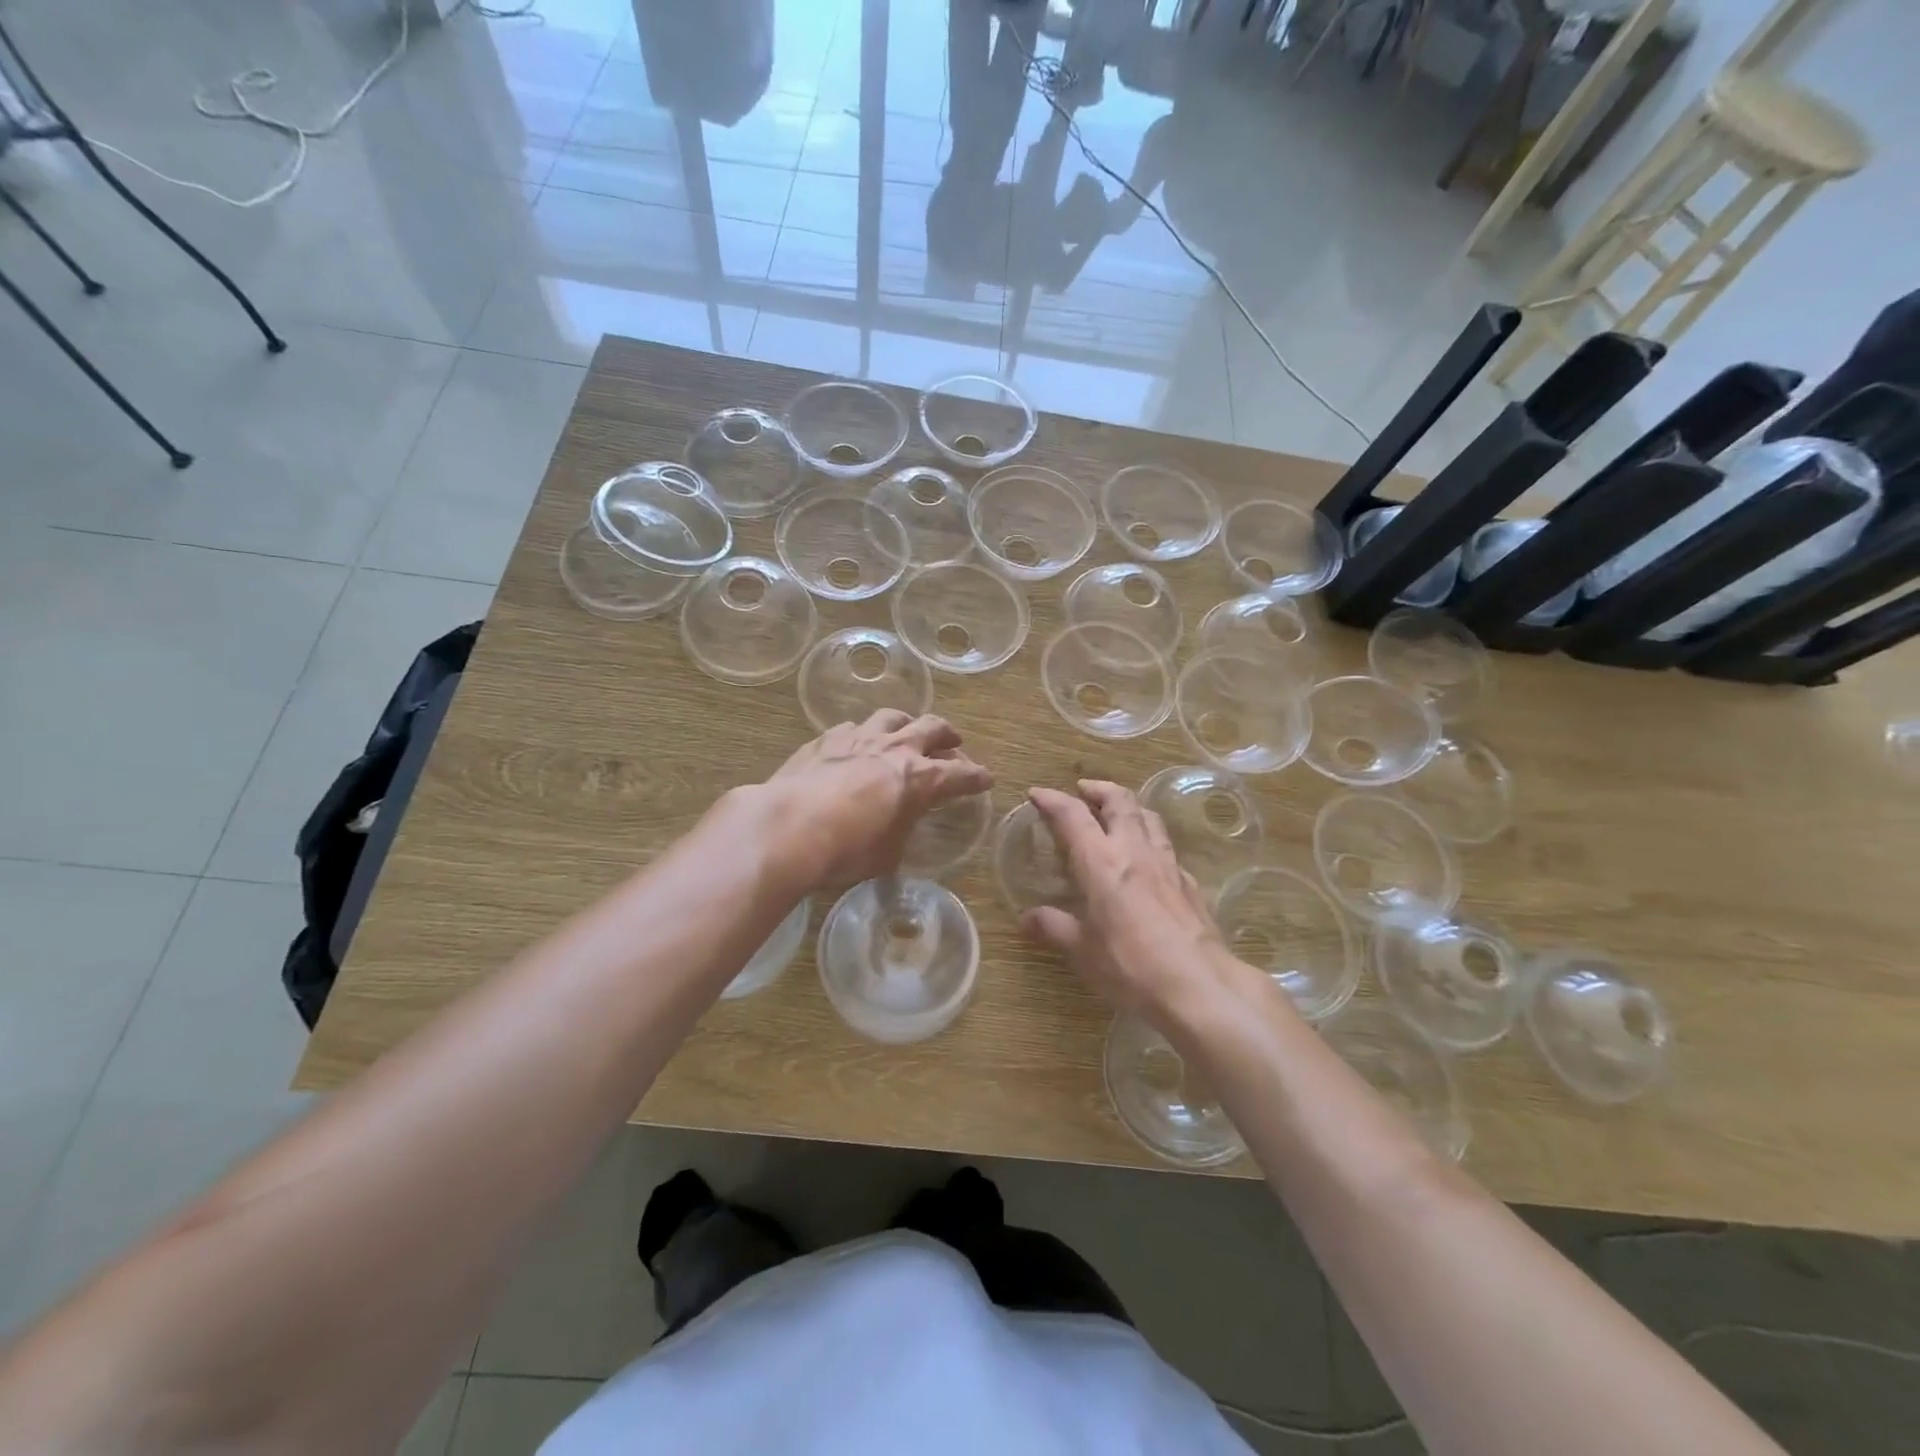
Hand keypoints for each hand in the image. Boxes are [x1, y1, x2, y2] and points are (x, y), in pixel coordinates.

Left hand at [756, 711, 992, 890]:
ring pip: (893, 716)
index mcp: (919, 779)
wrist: (788, 827)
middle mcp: (895, 749)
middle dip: (947, 735)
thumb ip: (899, 832)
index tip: (986, 779)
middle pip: (932, 728)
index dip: (977, 778)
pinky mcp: (826, 739)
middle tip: (953, 743)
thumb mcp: (886, 855)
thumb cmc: (846, 850)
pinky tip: (856, 743)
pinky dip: (864, 734)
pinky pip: (853, 727)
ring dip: (906, 723)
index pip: (960, 775)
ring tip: (906, 731)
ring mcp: (859, 738)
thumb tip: (896, 829)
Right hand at [1021, 781, 1234, 1021]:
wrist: (1199, 985)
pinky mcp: (1189, 883)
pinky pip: (1166, 847)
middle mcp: (1135, 851)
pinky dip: (1150, 840)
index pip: (1072, 815)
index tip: (1036, 793)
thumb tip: (1028, 919)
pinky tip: (1147, 859)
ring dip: (1128, 807)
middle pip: (1119, 801)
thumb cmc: (1131, 966)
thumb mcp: (1083, 952)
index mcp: (1101, 862)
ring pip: (1149, 817)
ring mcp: (1167, 864)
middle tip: (1083, 790)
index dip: (1052, 799)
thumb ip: (1055, 928)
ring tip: (1116, 814)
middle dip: (1098, 789)